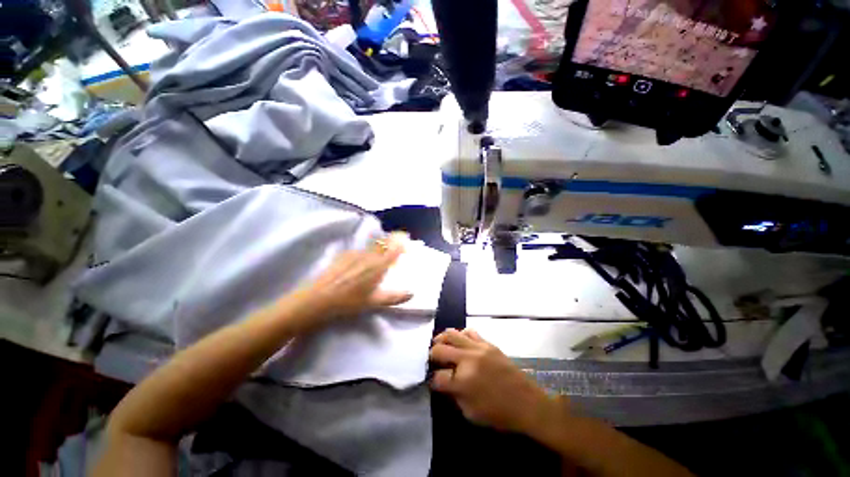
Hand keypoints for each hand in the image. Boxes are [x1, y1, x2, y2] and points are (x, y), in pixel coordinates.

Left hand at [301, 232, 412, 322]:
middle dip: (392, 242)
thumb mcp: (374, 302)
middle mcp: (368, 254)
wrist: (318, 298)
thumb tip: (411, 293)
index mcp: (378, 265)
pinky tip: (361, 264)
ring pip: (373, 245)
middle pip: (384, 241)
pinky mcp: (344, 254)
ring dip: (380, 247)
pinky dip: (367, 252)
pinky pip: (361, 249)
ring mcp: (355, 252)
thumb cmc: (349, 301)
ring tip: (379, 258)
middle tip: (395, 249)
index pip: (394, 245)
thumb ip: (394, 297)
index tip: (406, 240)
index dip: (402, 240)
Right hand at [429, 329, 566, 434]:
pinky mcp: (488, 343)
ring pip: (452, 334)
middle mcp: (467, 360)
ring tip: (440, 344)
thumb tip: (442, 382)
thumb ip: (453, 396)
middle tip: (432, 360)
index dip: (432, 381)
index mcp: (462, 382)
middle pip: (440, 349)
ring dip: (442, 339)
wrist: (527, 403)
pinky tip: (460, 341)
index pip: (437, 377)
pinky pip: (469, 331)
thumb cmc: (499, 414)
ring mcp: (478, 348)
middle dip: (432, 355)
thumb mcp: (470, 413)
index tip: (433, 382)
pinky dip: (461, 335)